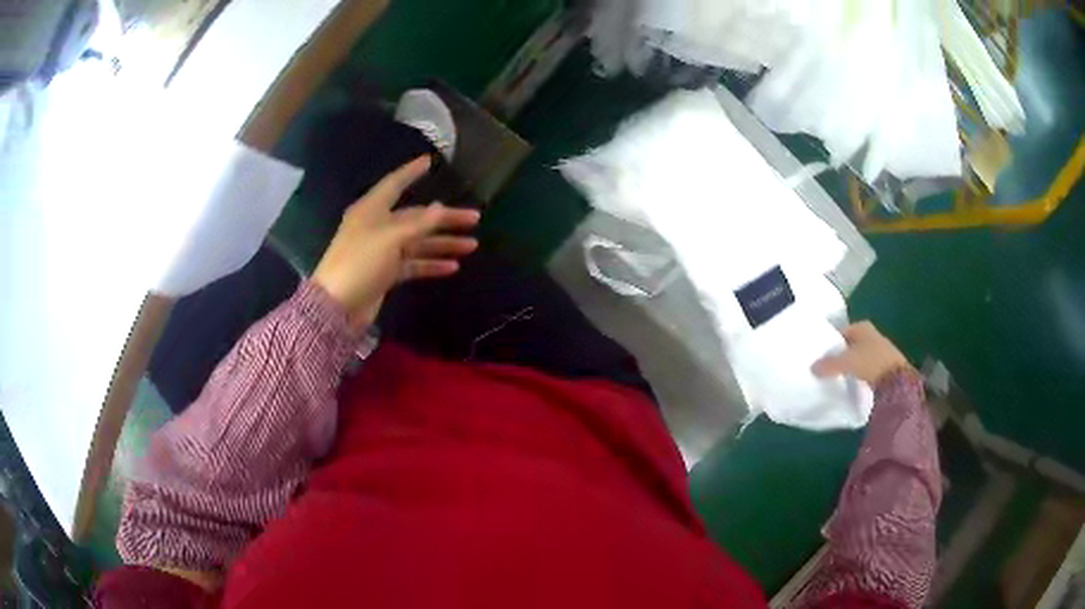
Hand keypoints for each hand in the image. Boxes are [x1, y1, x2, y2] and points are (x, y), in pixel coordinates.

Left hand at [312, 156, 480, 328]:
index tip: (430, 161)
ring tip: (471, 245)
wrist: (337, 306)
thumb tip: (441, 207)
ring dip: (443, 243)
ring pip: (418, 242)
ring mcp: (382, 251)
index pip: (395, 184)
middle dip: (444, 218)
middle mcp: (378, 226)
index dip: (412, 172)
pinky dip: (431, 264)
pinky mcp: (386, 273)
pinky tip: (452, 266)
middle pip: (416, 216)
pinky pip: (413, 264)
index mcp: (372, 210)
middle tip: (474, 218)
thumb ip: (418, 223)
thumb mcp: (390, 238)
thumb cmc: (360, 262)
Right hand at [812, 321, 911, 384]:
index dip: (831, 343)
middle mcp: (871, 333)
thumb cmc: (870, 362)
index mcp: (861, 326)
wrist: (896, 379)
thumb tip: (812, 368)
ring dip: (851, 363)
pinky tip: (854, 381)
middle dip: (841, 353)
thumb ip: (829, 364)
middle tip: (828, 367)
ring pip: (859, 355)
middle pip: (850, 343)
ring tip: (839, 376)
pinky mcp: (885, 363)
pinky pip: (867, 365)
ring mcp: (880, 348)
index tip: (822, 356)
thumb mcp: (846, 362)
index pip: (841, 332)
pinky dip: (860, 371)